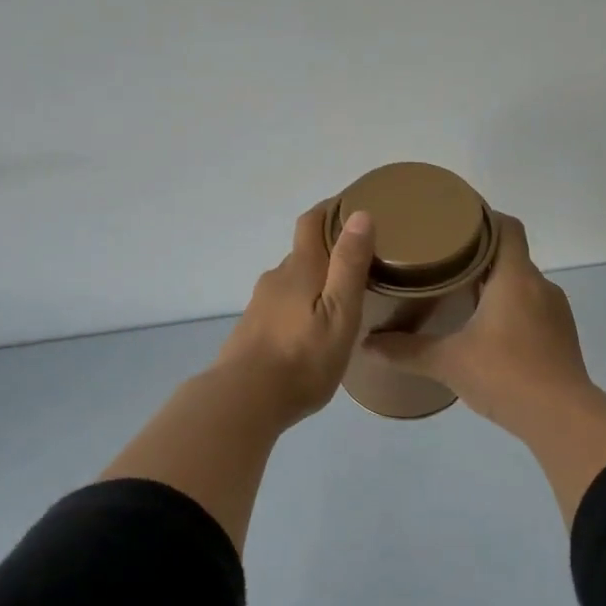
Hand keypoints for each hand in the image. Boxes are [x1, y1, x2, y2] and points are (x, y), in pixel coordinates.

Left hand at [212, 201, 374, 428]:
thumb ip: (349, 265)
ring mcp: (261, 304)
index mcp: (300, 268)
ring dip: (315, 280)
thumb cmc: (302, 358)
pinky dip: (301, 304)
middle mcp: (276, 278)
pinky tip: (313, 327)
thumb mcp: (339, 313)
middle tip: (361, 260)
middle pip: (303, 252)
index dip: (331, 209)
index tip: (353, 205)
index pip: (311, 222)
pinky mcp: (253, 329)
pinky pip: (283, 305)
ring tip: (342, 296)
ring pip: (293, 280)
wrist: (244, 400)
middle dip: (329, 249)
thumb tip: (360, 214)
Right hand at [365, 215, 593, 436]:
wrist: (562, 419)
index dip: (482, 217)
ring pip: (522, 284)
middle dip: (478, 255)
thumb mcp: (448, 362)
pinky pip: (532, 308)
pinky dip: (510, 309)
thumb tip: (366, 344)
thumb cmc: (505, 375)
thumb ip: (406, 351)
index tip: (453, 221)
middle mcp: (540, 286)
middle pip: (510, 254)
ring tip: (460, 295)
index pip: (506, 227)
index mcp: (515, 277)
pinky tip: (487, 330)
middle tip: (441, 261)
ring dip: (495, 284)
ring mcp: (556, 312)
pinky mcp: (561, 337)